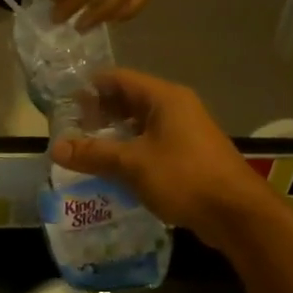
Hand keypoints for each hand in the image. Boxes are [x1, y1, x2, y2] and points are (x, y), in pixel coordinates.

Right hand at [50, 69, 273, 246]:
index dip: (90, 88)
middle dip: (100, 112)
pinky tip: (115, 168)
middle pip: (129, 98)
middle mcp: (176, 107)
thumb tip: (56, 147)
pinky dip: (131, 149)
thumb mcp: (132, 164)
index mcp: (164, 97)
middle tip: (72, 130)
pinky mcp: (189, 154)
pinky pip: (153, 142)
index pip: (118, 78)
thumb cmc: (184, 177)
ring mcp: (185, 131)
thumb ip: (93, 154)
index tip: (65, 105)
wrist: (236, 213)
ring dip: (115, 133)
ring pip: (141, 123)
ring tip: (87, 149)